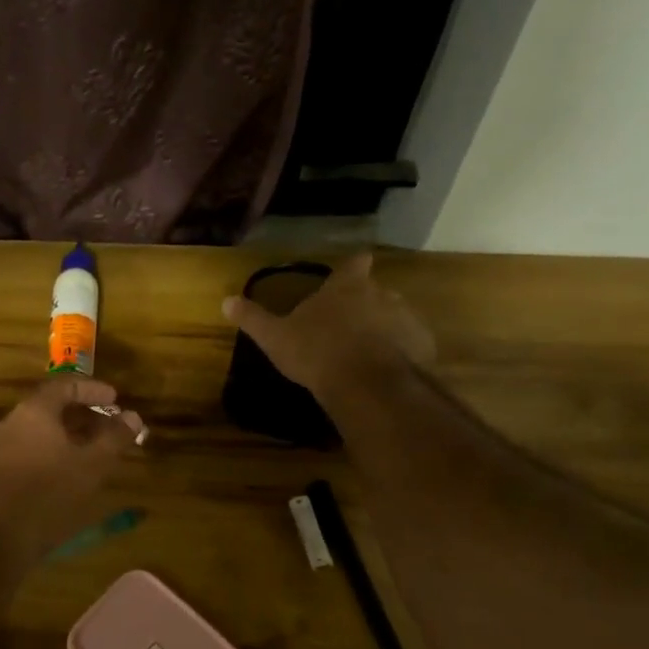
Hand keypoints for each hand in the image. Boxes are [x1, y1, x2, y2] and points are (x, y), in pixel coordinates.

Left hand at [0, 376, 145, 561]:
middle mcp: (11, 422)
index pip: (64, 385)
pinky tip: (64, 475)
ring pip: (37, 431)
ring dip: (66, 436)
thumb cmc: (48, 494)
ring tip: (91, 452)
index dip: (92, 390)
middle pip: (49, 408)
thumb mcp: (91, 466)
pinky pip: (26, 451)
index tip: (115, 399)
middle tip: (107, 426)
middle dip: (81, 414)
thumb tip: (133, 416)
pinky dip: (49, 453)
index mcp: (34, 411)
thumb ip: (114, 438)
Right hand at [221, 252, 434, 399]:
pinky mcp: (422, 346)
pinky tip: (385, 370)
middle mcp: (381, 294)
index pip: (354, 263)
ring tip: (367, 352)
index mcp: (346, 287)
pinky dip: (401, 352)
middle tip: (347, 324)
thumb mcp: (275, 337)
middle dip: (365, 303)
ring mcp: (406, 319)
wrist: (366, 384)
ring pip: (395, 317)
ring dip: (384, 329)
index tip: (353, 266)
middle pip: (376, 291)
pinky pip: (411, 344)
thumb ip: (253, 318)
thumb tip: (226, 301)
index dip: (353, 265)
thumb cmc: (316, 352)